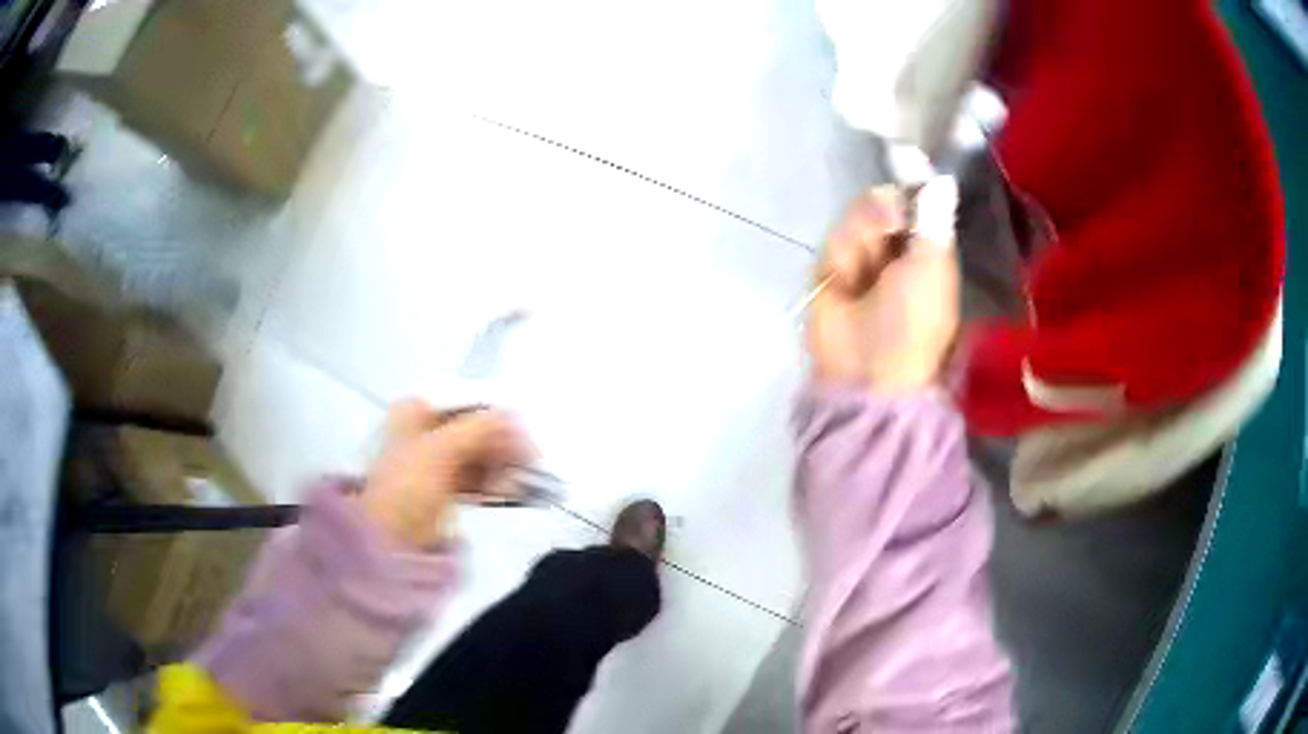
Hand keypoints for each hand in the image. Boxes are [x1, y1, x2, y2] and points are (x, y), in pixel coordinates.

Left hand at [360, 399, 533, 547]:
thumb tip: (516, 417)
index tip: (525, 433)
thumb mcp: (440, 449)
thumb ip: (480, 427)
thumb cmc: (407, 486)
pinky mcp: (445, 487)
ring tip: (522, 480)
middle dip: (503, 443)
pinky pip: (477, 476)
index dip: (497, 415)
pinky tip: (509, 492)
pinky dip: (494, 482)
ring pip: (479, 453)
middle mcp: (425, 429)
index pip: (467, 401)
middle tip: (529, 461)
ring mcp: (434, 460)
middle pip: (475, 428)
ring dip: (502, 465)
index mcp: (415, 410)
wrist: (390, 538)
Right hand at [808, 179, 960, 391]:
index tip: (906, 164)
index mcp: (929, 250)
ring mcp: (863, 258)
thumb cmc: (914, 319)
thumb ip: (934, 218)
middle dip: (882, 210)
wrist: (867, 366)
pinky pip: (833, 238)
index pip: (918, 200)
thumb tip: (943, 180)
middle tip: (889, 227)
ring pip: (855, 215)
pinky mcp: (831, 268)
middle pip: (882, 199)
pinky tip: (847, 282)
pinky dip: (841, 257)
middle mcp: (897, 248)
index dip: (911, 184)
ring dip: (861, 238)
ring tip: (865, 273)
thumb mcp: (934, 266)